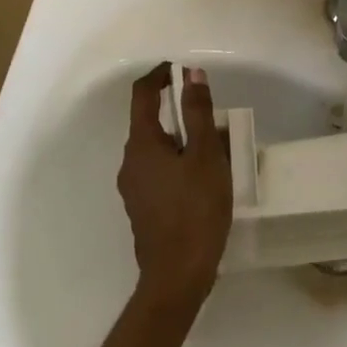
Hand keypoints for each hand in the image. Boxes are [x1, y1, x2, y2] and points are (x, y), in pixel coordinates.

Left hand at [117, 63, 232, 315]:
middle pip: (150, 123)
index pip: (142, 95)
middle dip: (180, 114)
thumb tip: (191, 74)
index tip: (181, 70)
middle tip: (213, 120)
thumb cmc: (195, 210)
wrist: (178, 276)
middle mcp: (130, 162)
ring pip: (157, 150)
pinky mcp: (143, 209)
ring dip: (182, 142)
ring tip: (216, 153)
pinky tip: (203, 182)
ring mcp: (133, 188)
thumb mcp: (206, 155)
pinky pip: (159, 172)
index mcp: (141, 144)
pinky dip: (179, 165)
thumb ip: (198, 113)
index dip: (160, 76)